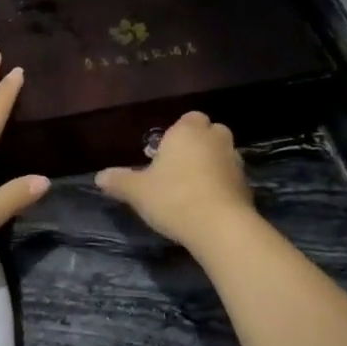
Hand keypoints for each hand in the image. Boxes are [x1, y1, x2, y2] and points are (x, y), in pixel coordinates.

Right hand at [95, 112, 254, 247]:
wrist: (220, 227)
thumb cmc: (173, 198)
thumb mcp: (137, 191)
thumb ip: (119, 181)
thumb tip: (99, 176)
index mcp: (188, 131)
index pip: (188, 118)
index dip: (178, 133)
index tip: (164, 153)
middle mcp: (215, 139)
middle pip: (208, 133)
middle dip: (197, 145)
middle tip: (177, 168)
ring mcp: (235, 161)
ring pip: (221, 155)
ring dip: (210, 166)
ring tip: (191, 189)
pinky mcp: (247, 185)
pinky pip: (230, 178)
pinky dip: (221, 186)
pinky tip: (206, 205)